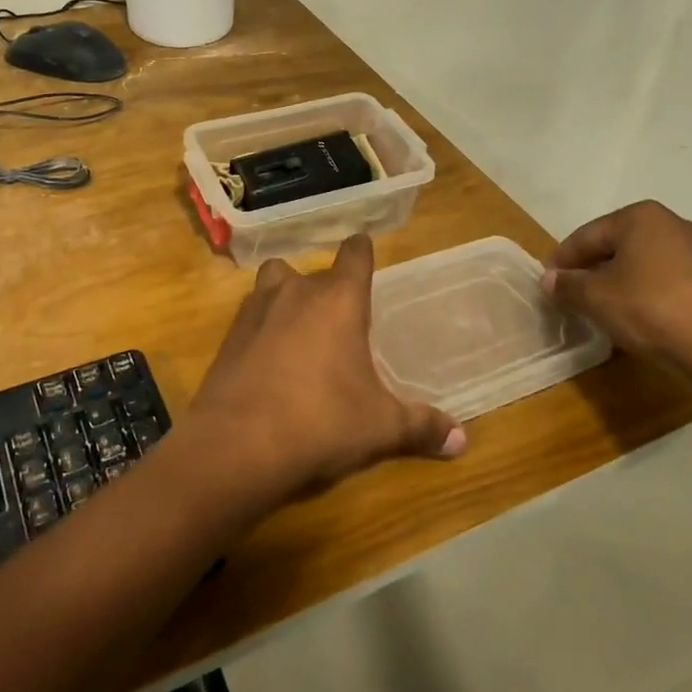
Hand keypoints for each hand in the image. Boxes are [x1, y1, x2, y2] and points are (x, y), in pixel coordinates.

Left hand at [186, 234, 466, 506]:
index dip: (362, 251)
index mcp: (339, 299)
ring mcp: (257, 308)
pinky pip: (252, 314)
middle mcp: (297, 291)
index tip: (365, 250)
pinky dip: (262, 325)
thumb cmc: (321, 421)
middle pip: (314, 271)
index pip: (355, 254)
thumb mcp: (380, 427)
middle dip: (328, 289)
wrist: (238, 441)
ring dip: (286, 295)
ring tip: (300, 327)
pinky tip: (269, 357)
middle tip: (340, 319)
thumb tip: (461, 440)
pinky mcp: (229, 333)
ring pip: (275, 281)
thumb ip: (421, 426)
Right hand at [541, 201, 691, 382]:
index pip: (587, 235)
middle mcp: (674, 225)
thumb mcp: (595, 297)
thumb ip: (567, 285)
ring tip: (602, 309)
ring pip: (644, 264)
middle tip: (571, 295)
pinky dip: (647, 295)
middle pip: (617, 247)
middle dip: (592, 270)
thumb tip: (549, 280)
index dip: (562, 260)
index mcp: (641, 217)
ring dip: (619, 283)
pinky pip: (668, 282)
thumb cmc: (650, 308)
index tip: (547, 283)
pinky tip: (638, 318)